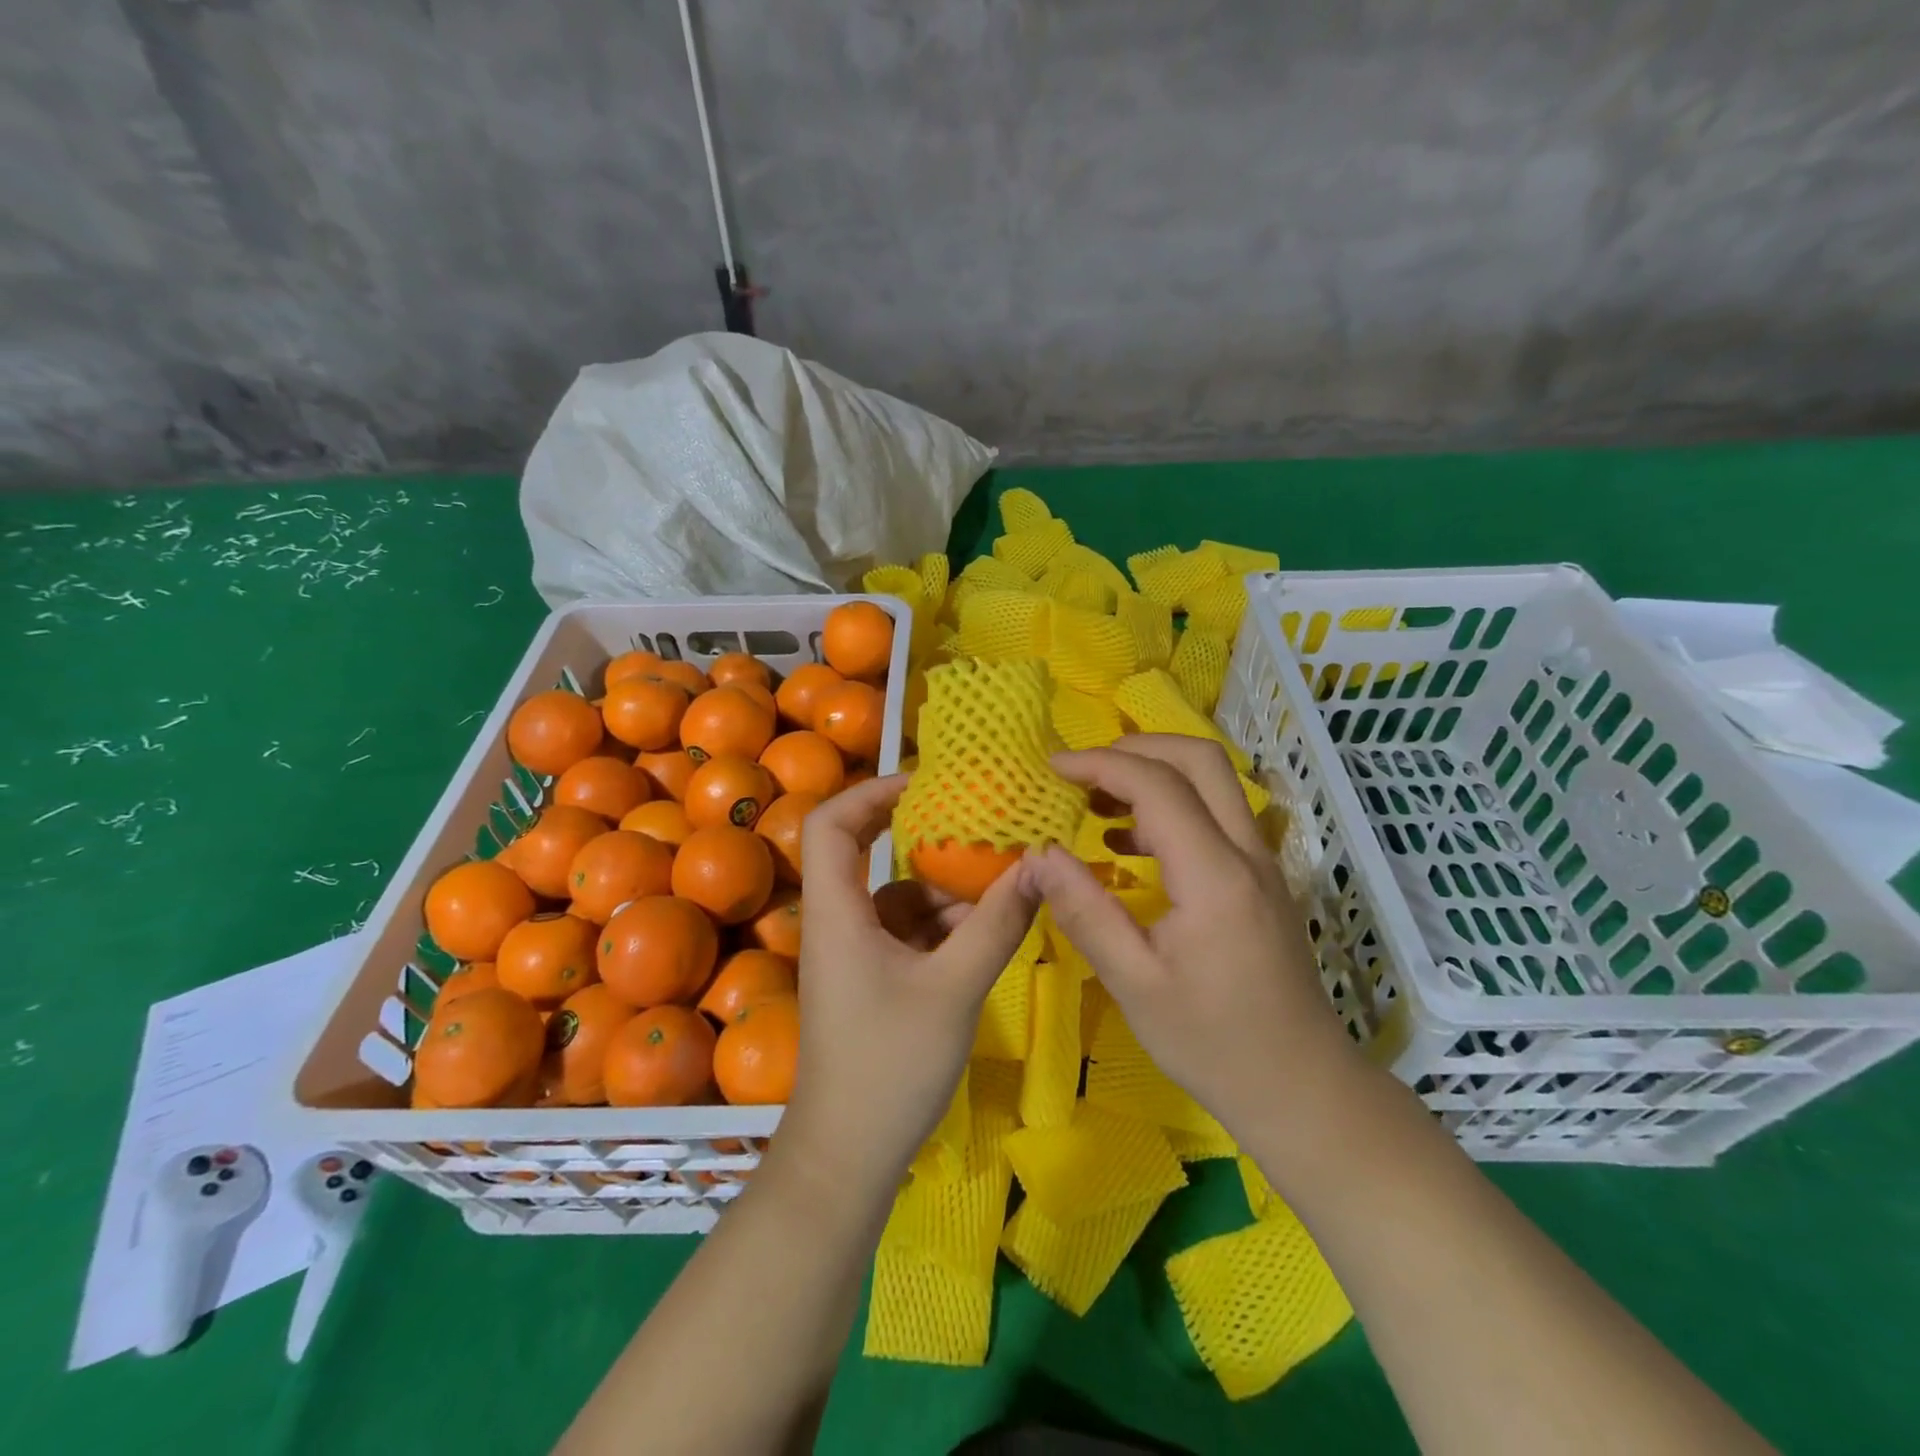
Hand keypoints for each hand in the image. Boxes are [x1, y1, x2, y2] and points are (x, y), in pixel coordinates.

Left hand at [778, 774, 1037, 1197]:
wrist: (848, 1156)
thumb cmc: (889, 1065)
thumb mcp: (954, 988)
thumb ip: (997, 924)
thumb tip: (1040, 864)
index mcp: (837, 912)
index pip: (830, 823)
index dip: (871, 791)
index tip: (926, 784)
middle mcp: (838, 922)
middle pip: (864, 853)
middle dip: (920, 835)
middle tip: (975, 821)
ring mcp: (854, 952)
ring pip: (896, 896)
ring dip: (944, 889)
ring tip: (1000, 884)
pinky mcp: (872, 978)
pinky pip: (907, 931)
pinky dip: (943, 925)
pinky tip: (986, 933)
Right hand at [1022, 735, 1362, 1138]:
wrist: (1301, 1086)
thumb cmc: (1213, 1042)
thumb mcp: (1134, 983)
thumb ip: (1085, 911)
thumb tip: (1038, 854)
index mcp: (1215, 875)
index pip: (1158, 785)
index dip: (1101, 764)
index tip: (1052, 767)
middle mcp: (1246, 853)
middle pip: (1200, 760)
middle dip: (1136, 748)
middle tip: (1081, 770)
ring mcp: (1260, 863)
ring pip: (1212, 783)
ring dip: (1154, 774)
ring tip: (1093, 800)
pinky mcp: (1259, 879)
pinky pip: (1215, 816)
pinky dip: (1169, 807)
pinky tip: (1125, 842)